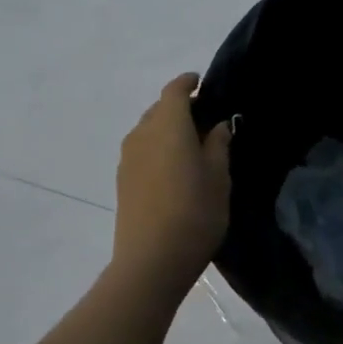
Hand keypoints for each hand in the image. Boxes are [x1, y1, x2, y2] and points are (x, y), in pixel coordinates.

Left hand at [112, 73, 231, 287]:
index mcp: (167, 125)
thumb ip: (218, 145)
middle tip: (205, 120)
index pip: (174, 91)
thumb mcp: (219, 177)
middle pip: (159, 109)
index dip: (188, 83)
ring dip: (167, 130)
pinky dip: (158, 149)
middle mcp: (142, 134)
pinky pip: (142, 151)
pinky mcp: (123, 181)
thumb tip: (217, 126)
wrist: (151, 261)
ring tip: (191, 146)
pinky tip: (174, 169)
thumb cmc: (195, 212)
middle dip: (180, 108)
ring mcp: (128, 159)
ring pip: (148, 131)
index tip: (202, 82)